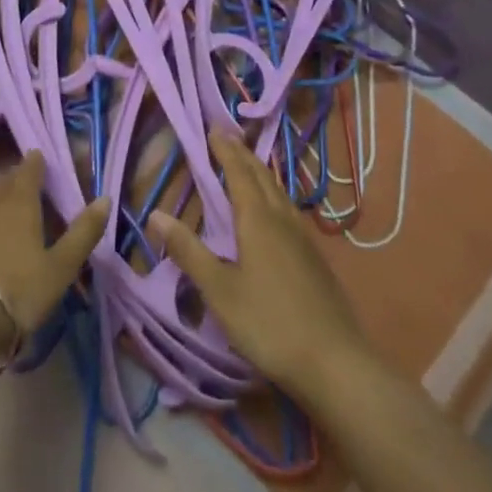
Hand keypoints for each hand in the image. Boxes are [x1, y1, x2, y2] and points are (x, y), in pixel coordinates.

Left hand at [0, 153, 109, 356]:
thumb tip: (105, 198)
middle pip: (2, 182)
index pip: (29, 171)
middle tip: (21, 187)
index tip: (38, 157)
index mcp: (21, 202)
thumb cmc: (16, 290)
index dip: (35, 163)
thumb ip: (83, 233)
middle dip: (13, 180)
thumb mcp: (60, 268)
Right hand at [150, 128, 371, 405]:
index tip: (213, 129)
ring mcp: (304, 238)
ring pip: (279, 192)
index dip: (225, 151)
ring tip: (248, 164)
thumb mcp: (219, 290)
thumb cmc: (268, 323)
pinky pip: (289, 209)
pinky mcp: (315, 259)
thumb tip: (156, 214)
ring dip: (260, 172)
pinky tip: (274, 211)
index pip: (239, 174)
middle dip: (243, 155)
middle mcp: (283, 219)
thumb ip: (188, 251)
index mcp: (258, 220)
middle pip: (262, 176)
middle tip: (227, 137)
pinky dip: (274, 194)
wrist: (334, 362)